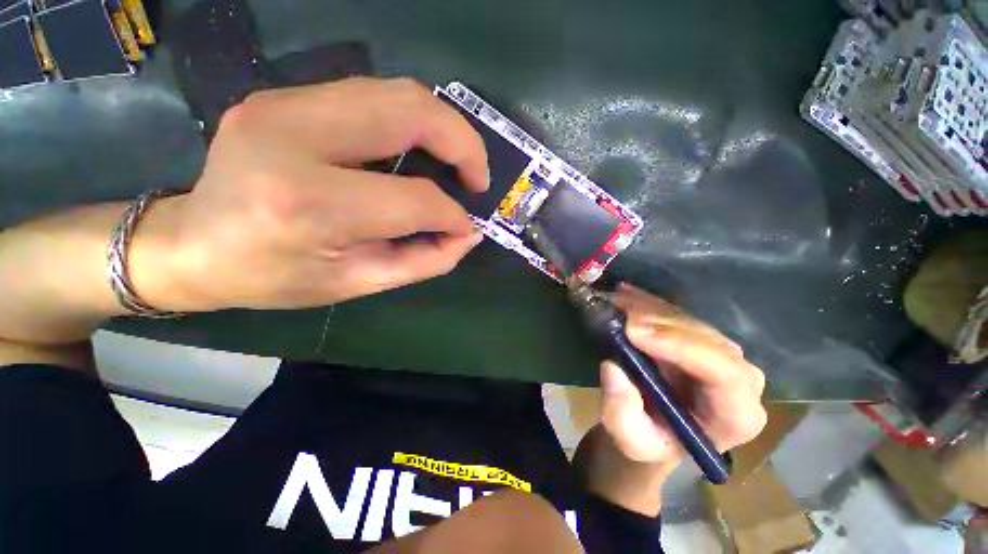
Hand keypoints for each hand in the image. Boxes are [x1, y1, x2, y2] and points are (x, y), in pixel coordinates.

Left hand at [137, 78, 488, 311]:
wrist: (192, 244)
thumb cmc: (274, 277)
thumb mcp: (358, 284)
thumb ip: (424, 260)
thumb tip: (467, 234)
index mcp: (310, 203)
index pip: (413, 198)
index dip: (452, 215)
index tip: (466, 227)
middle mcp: (295, 137)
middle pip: (411, 111)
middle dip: (463, 144)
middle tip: (477, 178)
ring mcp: (285, 103)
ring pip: (396, 92)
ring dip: (443, 126)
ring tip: (456, 163)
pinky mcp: (286, 95)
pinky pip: (373, 96)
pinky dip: (412, 121)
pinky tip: (419, 150)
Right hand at [600, 284, 766, 467]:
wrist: (654, 429)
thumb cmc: (649, 442)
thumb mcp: (630, 440)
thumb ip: (622, 414)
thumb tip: (613, 368)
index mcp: (736, 415)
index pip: (726, 373)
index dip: (682, 347)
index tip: (635, 332)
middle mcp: (739, 379)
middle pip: (708, 340)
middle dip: (662, 325)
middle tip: (622, 316)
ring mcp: (718, 353)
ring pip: (690, 321)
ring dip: (651, 309)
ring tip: (618, 302)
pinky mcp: (697, 337)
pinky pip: (676, 313)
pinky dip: (649, 303)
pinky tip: (627, 294)